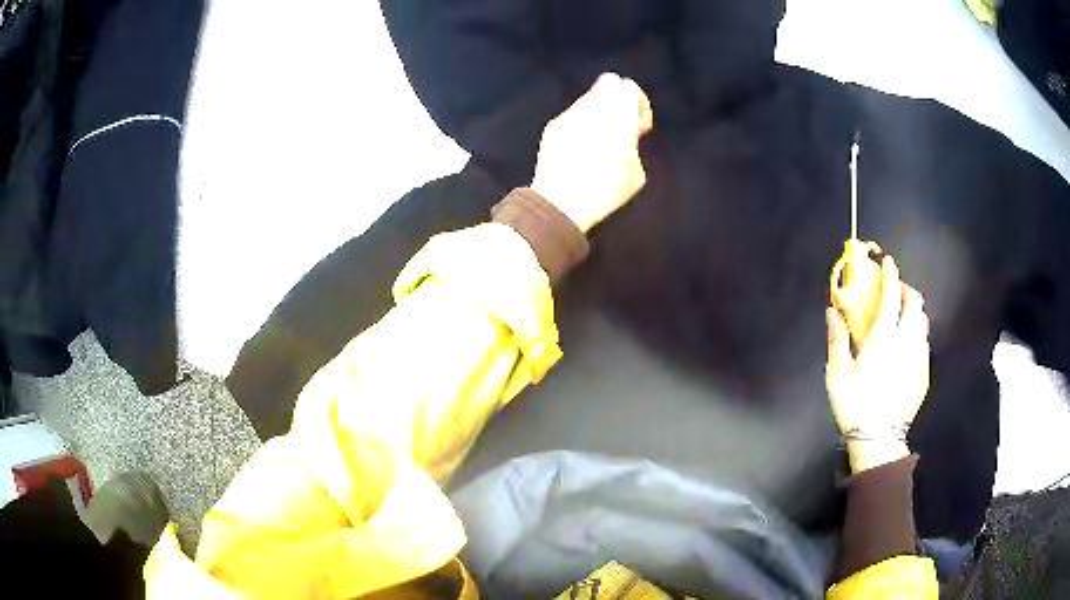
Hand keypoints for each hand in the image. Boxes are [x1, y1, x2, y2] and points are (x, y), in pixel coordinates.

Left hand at [530, 73, 653, 232]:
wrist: (560, 203)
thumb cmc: (604, 191)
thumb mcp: (635, 173)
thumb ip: (632, 144)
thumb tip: (626, 137)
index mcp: (617, 116)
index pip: (628, 87)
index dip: (638, 103)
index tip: (639, 126)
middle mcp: (591, 108)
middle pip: (608, 85)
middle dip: (617, 102)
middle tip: (621, 126)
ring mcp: (569, 115)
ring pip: (589, 99)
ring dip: (599, 113)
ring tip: (601, 141)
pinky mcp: (552, 126)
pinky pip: (573, 115)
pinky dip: (581, 124)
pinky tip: (580, 148)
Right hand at [826, 256, 930, 472]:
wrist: (879, 440)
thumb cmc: (855, 404)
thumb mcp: (837, 373)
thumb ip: (837, 338)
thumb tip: (832, 311)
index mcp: (885, 336)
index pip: (892, 293)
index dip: (890, 273)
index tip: (886, 262)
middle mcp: (907, 340)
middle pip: (916, 302)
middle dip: (906, 289)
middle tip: (894, 293)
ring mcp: (919, 357)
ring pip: (923, 321)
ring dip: (913, 312)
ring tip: (901, 320)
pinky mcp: (924, 373)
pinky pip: (925, 343)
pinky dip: (917, 335)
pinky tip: (906, 348)